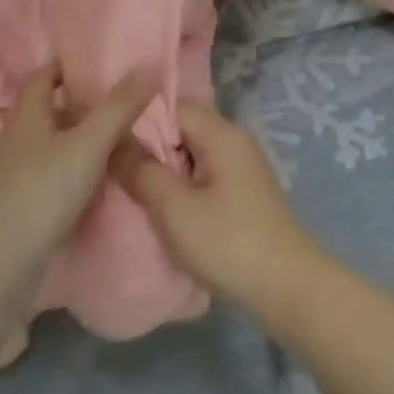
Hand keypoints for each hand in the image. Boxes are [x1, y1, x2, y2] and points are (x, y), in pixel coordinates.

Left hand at [0, 64, 153, 255]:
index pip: (41, 77)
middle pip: (43, 112)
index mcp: (26, 117)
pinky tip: (85, 185)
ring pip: (42, 146)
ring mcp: (6, 176)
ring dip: (69, 141)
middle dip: (73, 105)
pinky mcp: (10, 207)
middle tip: (111, 104)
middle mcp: (12, 140)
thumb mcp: (90, 144)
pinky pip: (41, 177)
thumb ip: (119, 107)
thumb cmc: (43, 191)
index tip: (92, 64)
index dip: (64, 67)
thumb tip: (146, 66)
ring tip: (105, 144)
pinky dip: (63, 172)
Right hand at [114, 102, 328, 322]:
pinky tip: (162, 208)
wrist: (286, 287)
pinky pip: (202, 175)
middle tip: (113, 168)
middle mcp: (234, 142)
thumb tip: (114, 144)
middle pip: (182, 128)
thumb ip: (142, 172)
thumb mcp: (175, 209)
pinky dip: (181, 186)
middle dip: (148, 147)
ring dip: (164, 170)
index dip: (139, 119)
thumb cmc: (228, 243)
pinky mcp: (241, 193)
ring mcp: (240, 168)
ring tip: (131, 189)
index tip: (107, 141)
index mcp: (222, 135)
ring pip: (191, 154)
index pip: (173, 106)